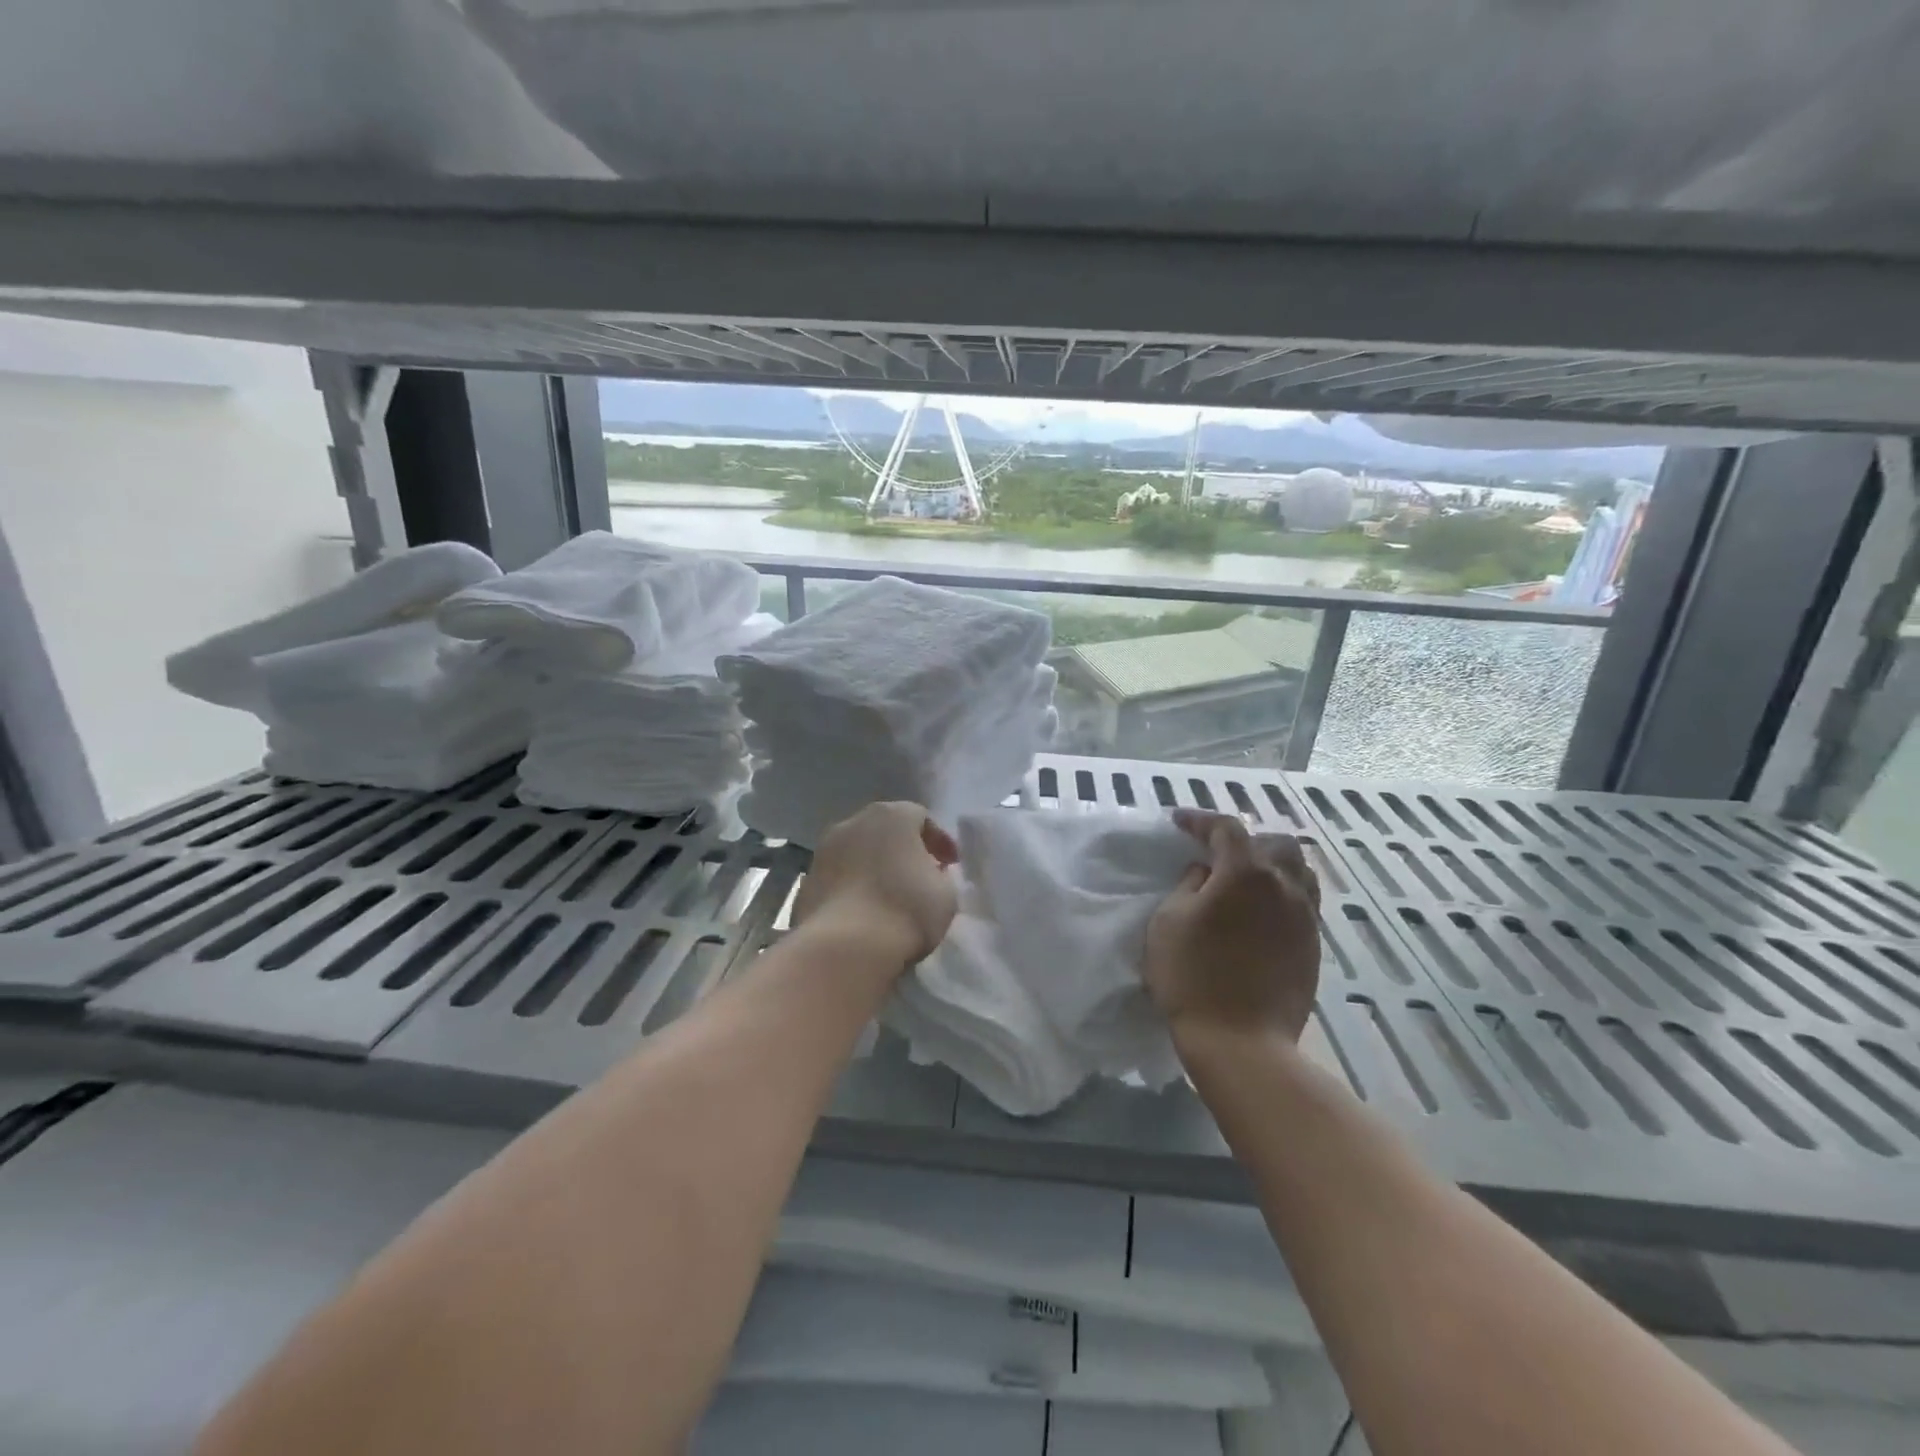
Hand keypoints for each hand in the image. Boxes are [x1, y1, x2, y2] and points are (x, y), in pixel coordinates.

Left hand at [792, 802, 959, 964]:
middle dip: (903, 850)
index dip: (938, 840)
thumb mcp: (945, 894)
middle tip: (920, 876)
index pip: (920, 817)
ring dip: (874, 867)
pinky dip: (852, 888)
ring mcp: (823, 850)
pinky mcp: (805, 881)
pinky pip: (838, 877)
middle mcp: (853, 823)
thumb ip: (940, 876)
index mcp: (891, 816)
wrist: (844, 948)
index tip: (950, 865)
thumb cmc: (905, 911)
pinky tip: (863, 913)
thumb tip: (928, 874)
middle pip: (884, 830)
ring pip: (857, 852)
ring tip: (888, 897)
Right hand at [1143, 810, 1321, 1044]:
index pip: (1226, 828)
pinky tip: (1260, 911)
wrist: (1242, 1042)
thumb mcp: (1169, 921)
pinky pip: (1303, 901)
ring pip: (1297, 871)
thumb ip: (1188, 885)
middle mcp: (1284, 885)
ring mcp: (1305, 917)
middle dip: (1244, 839)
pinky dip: (1282, 893)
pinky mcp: (1313, 946)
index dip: (1201, 821)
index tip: (1179, 823)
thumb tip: (1205, 873)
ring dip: (1270, 864)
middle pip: (1274, 842)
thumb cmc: (1192, 977)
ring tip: (1244, 879)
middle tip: (1216, 854)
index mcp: (1246, 872)